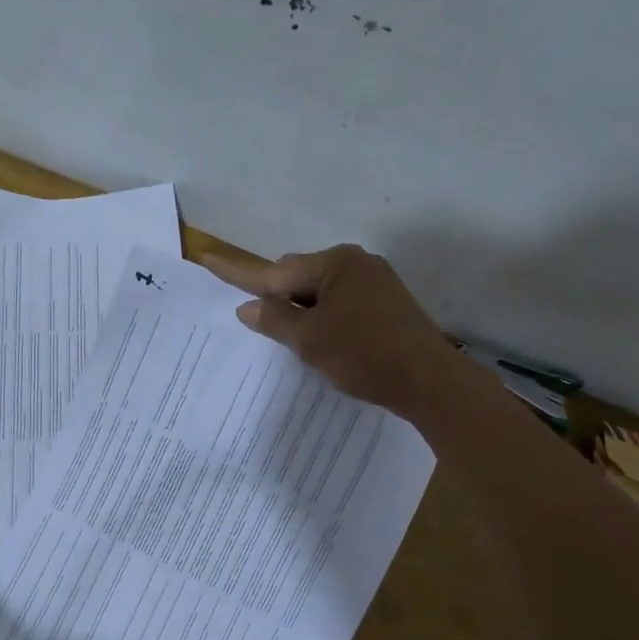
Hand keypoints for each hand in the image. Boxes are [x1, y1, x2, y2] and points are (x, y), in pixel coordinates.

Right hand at [204, 244, 461, 416]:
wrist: (430, 382)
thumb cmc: (364, 355)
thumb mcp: (310, 340)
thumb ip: (275, 320)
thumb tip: (248, 307)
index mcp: (336, 264)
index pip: (275, 271)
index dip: (238, 272)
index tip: (207, 257)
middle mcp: (356, 264)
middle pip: (299, 277)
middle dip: (279, 298)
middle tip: (262, 326)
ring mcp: (376, 283)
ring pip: (321, 293)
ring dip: (303, 312)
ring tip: (295, 341)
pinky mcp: (387, 304)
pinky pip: (341, 303)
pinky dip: (324, 319)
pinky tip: (323, 342)